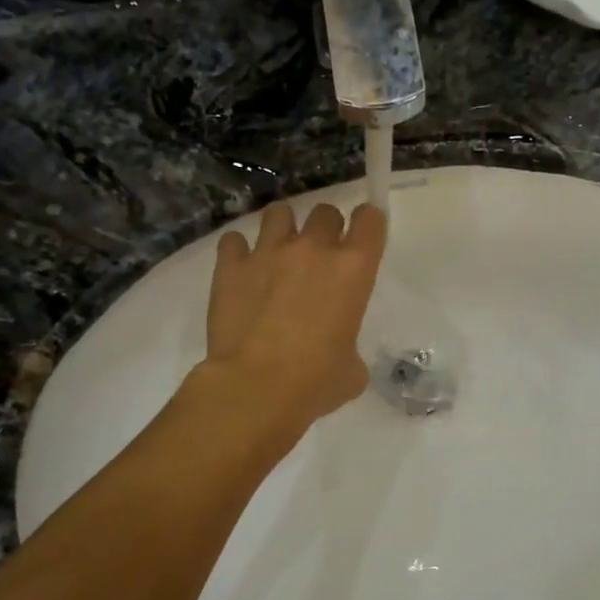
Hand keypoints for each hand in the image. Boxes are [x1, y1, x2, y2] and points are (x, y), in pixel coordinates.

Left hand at [202, 201, 387, 434]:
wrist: (256, 388)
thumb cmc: (316, 382)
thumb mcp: (352, 370)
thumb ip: (350, 348)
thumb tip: (339, 354)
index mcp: (353, 270)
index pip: (370, 220)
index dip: (367, 225)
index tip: (362, 240)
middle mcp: (313, 250)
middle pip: (325, 212)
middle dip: (325, 230)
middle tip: (319, 258)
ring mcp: (268, 252)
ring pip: (279, 213)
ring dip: (283, 229)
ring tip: (278, 255)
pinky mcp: (230, 266)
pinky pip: (234, 240)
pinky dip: (238, 252)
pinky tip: (241, 272)